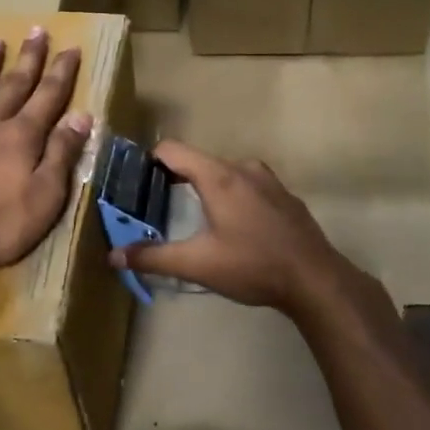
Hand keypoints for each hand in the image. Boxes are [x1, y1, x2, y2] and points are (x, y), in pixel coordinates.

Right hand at [108, 141, 356, 317]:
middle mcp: (243, 169)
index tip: (134, 180)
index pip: (172, 150)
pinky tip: (234, 227)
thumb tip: (114, 255)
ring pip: (225, 174)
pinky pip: (248, 186)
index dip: (149, 160)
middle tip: (157, 204)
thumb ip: (153, 257)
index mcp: (218, 177)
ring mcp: (269, 181)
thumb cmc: (252, 265)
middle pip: (198, 161)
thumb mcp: (197, 264)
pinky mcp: (285, 197)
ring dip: (206, 188)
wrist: (315, 279)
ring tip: (194, 217)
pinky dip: (233, 197)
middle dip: (175, 178)